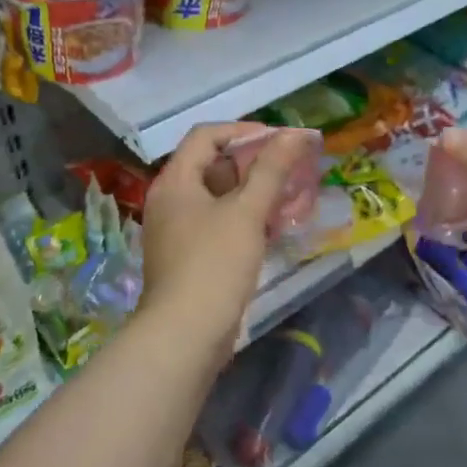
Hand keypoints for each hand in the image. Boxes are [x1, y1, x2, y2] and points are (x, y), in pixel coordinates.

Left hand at [138, 122, 316, 362]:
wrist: (186, 335)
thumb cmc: (214, 263)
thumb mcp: (247, 211)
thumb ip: (271, 170)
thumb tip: (295, 134)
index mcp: (176, 181)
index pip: (206, 136)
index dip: (243, 131)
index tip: (279, 141)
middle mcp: (171, 200)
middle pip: (213, 166)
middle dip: (253, 164)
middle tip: (290, 169)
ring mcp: (178, 231)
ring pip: (219, 198)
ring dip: (253, 193)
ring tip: (289, 197)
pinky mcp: (190, 258)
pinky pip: (219, 224)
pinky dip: (245, 219)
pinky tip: (274, 228)